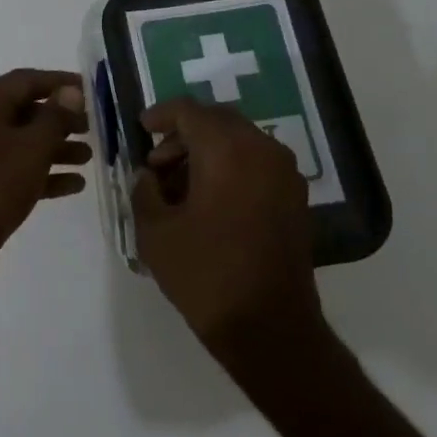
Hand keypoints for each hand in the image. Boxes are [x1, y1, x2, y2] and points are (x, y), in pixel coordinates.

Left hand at [0, 69, 91, 269]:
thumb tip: (69, 91)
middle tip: (91, 130)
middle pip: (20, 112)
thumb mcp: (32, 147)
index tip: (88, 90)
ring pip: (16, 143)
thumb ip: (55, 116)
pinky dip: (37, 173)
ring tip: (87, 159)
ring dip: (53, 149)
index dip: (59, 82)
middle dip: (58, 120)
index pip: (24, 80)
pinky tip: (72, 185)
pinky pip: (8, 169)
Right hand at [131, 97, 323, 360]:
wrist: (268, 326)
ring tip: (179, 187)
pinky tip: (208, 200)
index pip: (190, 111)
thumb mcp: (155, 231)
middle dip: (184, 134)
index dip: (161, 114)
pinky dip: (230, 166)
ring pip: (240, 140)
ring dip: (207, 151)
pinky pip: (257, 163)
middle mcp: (262, 150)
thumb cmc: (205, 274)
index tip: (141, 128)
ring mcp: (285, 173)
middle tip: (157, 163)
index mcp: (227, 150)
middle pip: (218, 120)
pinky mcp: (295, 197)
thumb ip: (145, 191)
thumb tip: (149, 176)